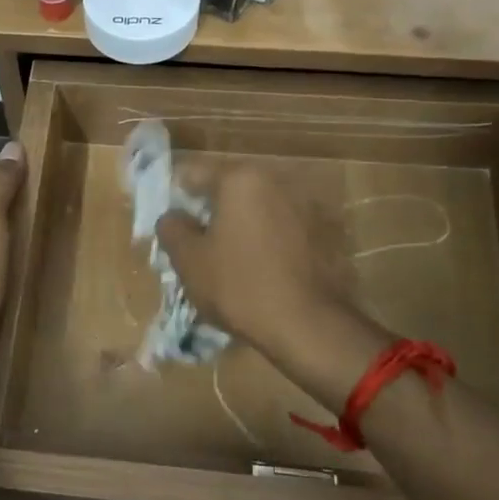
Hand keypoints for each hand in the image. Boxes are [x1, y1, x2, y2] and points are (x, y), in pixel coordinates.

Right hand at [155, 165, 350, 357]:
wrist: (309, 325)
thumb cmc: (240, 286)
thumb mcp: (189, 261)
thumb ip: (172, 229)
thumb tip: (173, 217)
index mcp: (242, 179)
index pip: (194, 174)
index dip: (176, 198)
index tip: (171, 224)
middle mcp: (278, 181)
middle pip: (231, 190)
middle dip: (212, 212)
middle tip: (198, 245)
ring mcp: (308, 205)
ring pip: (260, 209)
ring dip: (243, 226)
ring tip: (230, 261)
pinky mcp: (327, 233)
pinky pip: (284, 229)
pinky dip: (269, 241)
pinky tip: (262, 270)